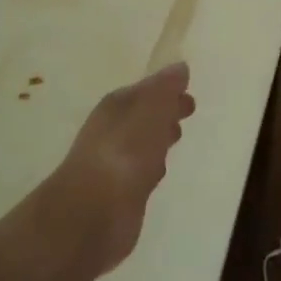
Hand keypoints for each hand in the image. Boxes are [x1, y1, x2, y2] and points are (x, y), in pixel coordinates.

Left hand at [45, 62, 195, 277]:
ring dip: (158, 138)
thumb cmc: (125, 153)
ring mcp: (115, 164)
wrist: (92, 213)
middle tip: (187, 110)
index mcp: (116, 107)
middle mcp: (113, 131)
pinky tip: (159, 172)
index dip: (166, 89)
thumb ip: (165, 89)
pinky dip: (153, 166)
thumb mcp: (151, 110)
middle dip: (164, 112)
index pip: (145, 91)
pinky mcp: (121, 193)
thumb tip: (180, 67)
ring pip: (143, 143)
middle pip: (143, 115)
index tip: (188, 91)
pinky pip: (142, 171)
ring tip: (175, 136)